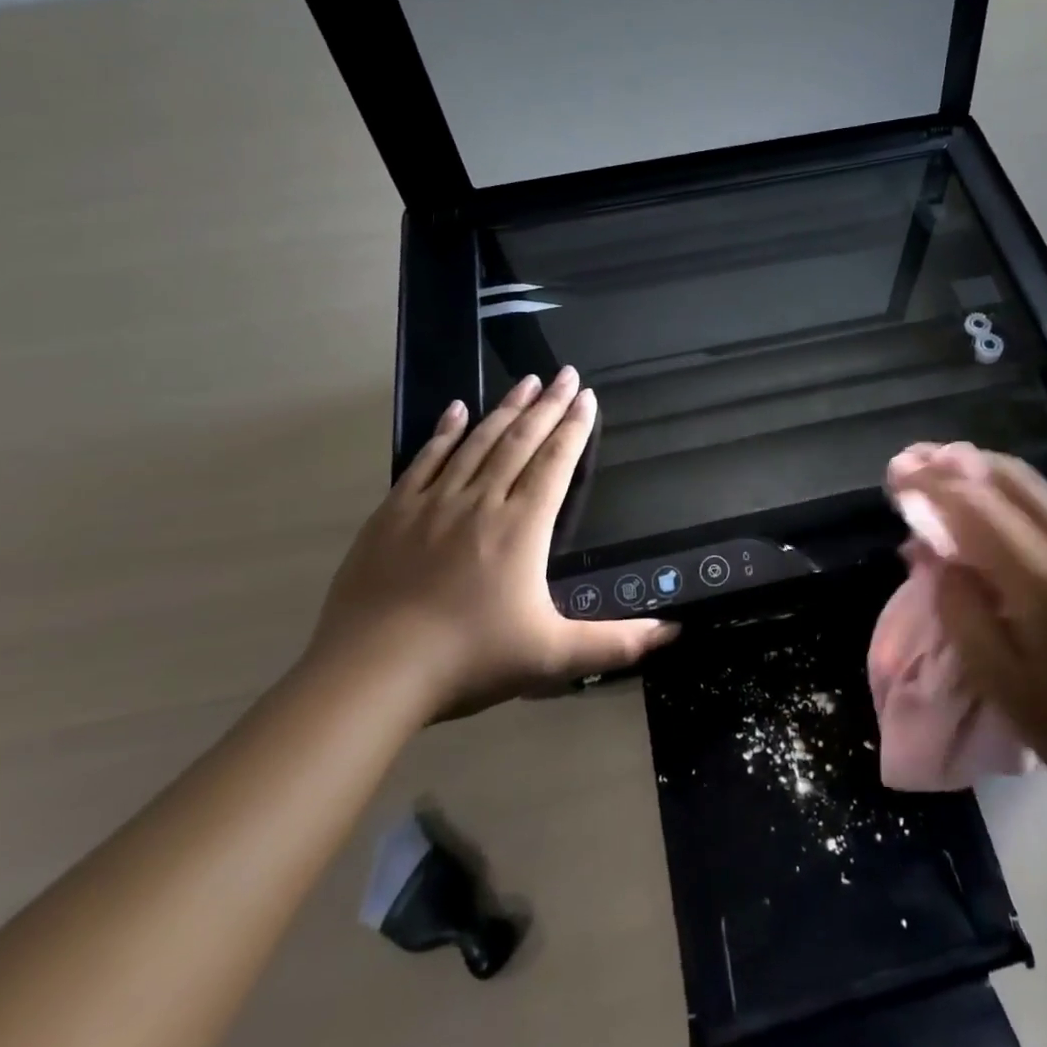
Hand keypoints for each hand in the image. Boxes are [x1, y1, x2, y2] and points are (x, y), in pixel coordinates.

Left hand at [311, 368, 676, 720]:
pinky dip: (444, 432)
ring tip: (525, 381)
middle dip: (547, 405)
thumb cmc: (469, 659)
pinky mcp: (393, 513)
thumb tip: (673, 632)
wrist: (372, 673)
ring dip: (505, 409)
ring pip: (477, 442)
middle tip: (565, 373)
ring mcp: (433, 503)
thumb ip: (615, 644)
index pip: (555, 463)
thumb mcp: (552, 657)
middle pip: (520, 442)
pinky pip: (425, 459)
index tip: (586, 396)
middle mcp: (481, 502)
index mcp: (522, 527)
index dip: (574, 428)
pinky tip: (456, 410)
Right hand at [896, 448, 1046, 815]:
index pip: (978, 506)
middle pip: (1011, 478)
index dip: (932, 483)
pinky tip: (994, 512)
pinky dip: (1014, 497)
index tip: (897, 471)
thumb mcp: (1002, 684)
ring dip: (986, 474)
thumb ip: (959, 608)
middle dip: (957, 463)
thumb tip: (930, 552)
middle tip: (916, 462)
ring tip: (945, 474)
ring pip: (1037, 488)